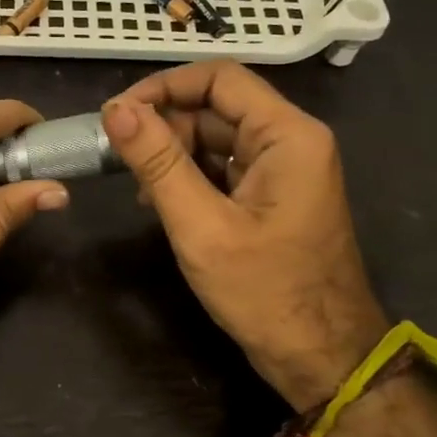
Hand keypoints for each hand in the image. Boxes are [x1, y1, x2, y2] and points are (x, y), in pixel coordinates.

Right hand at [102, 63, 387, 411]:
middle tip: (119, 158)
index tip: (118, 114)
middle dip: (164, 126)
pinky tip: (159, 201)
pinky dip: (188, 176)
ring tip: (137, 186)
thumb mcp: (201, 225)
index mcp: (287, 135)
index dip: (163, 87)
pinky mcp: (271, 195)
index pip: (218, 78)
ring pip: (215, 137)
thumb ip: (158, 163)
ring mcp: (282, 169)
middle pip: (215, 107)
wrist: (321, 357)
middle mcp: (290, 140)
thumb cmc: (265, 292)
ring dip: (171, 154)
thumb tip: (116, 110)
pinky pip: (223, 167)